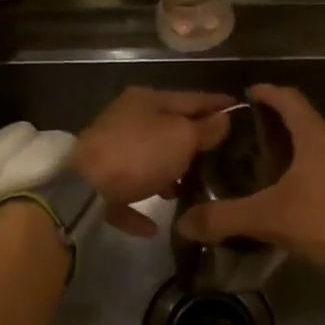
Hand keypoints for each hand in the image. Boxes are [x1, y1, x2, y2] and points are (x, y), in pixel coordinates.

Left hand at [72, 88, 235, 237]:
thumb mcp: (182, 137)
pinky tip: (154, 227)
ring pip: (146, 161)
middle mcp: (126, 120)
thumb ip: (205, 128)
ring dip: (166, 175)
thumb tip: (222, 119)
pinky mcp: (97, 183)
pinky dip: (139, 207)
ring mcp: (109, 151)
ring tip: (188, 191)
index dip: (217, 103)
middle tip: (220, 155)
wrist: (84, 188)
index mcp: (147, 100)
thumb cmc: (140, 154)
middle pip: (167, 129)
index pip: (191, 98)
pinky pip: (126, 194)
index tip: (240, 108)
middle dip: (192, 142)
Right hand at [173, 84, 324, 264]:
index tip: (254, 91)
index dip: (270, 93)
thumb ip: (226, 217)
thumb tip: (184, 223)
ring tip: (307, 167)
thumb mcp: (269, 218)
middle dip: (302, 124)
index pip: (290, 101)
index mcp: (318, 137)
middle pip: (323, 120)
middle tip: (281, 139)